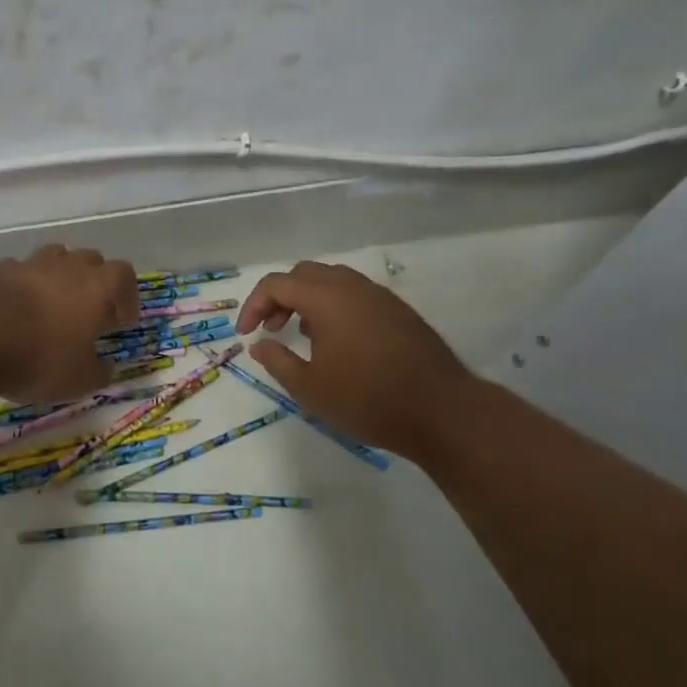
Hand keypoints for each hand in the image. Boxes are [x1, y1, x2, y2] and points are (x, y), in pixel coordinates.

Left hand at [0, 245, 139, 402]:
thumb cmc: (39, 356)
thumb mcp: (79, 380)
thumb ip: (99, 372)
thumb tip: (106, 367)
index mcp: (97, 286)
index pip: (124, 275)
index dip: (127, 297)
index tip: (122, 322)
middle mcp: (67, 266)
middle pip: (91, 260)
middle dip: (95, 283)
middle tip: (90, 312)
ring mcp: (30, 264)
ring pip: (55, 258)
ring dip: (60, 277)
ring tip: (54, 305)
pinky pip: (19, 271)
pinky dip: (23, 285)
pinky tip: (17, 308)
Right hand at [236, 260, 474, 457]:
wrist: (440, 411)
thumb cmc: (367, 400)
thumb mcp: (310, 388)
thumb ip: (278, 361)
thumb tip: (260, 344)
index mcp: (327, 298)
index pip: (277, 284)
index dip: (253, 305)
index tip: (245, 334)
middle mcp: (353, 287)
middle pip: (304, 274)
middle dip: (280, 298)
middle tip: (270, 329)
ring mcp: (380, 297)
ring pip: (333, 281)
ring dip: (308, 301)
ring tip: (301, 335)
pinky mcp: (399, 312)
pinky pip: (355, 295)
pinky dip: (334, 307)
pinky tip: (337, 342)